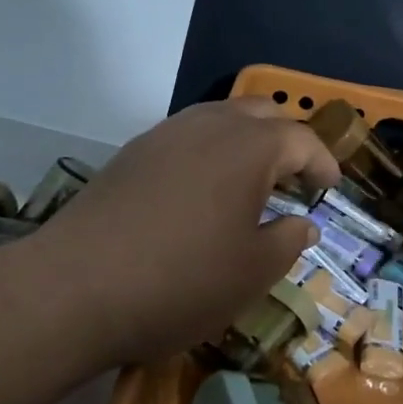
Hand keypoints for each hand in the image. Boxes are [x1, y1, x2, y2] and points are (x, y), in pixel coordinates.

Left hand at [9, 99, 338, 369]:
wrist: (72, 289)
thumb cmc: (181, 281)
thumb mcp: (252, 273)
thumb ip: (288, 242)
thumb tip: (302, 224)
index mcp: (249, 148)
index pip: (301, 139)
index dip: (322, 162)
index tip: (329, 189)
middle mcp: (209, 126)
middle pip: (261, 114)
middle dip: (286, 140)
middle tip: (294, 178)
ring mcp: (164, 135)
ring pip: (219, 119)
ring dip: (245, 142)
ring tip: (250, 183)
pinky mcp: (130, 154)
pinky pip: (185, 137)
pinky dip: (208, 152)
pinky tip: (200, 193)